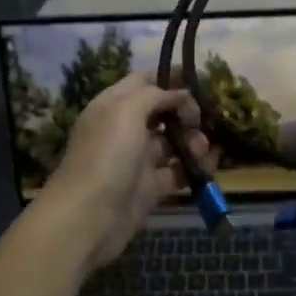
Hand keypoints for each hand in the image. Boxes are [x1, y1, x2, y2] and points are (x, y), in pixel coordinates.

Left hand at [30, 75, 211, 271]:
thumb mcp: (126, 111)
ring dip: (192, 141)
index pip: (143, 81)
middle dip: (186, 113)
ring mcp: (137, 160)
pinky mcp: (149, 188)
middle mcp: (124, 129)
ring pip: (172, 142)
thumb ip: (156, 95)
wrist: (88, 217)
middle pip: (162, 112)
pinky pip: (177, 171)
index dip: (169, 78)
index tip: (197, 81)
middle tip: (202, 121)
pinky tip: (207, 166)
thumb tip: (181, 95)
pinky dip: (194, 168)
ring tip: (202, 149)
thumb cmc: (106, 155)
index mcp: (113, 106)